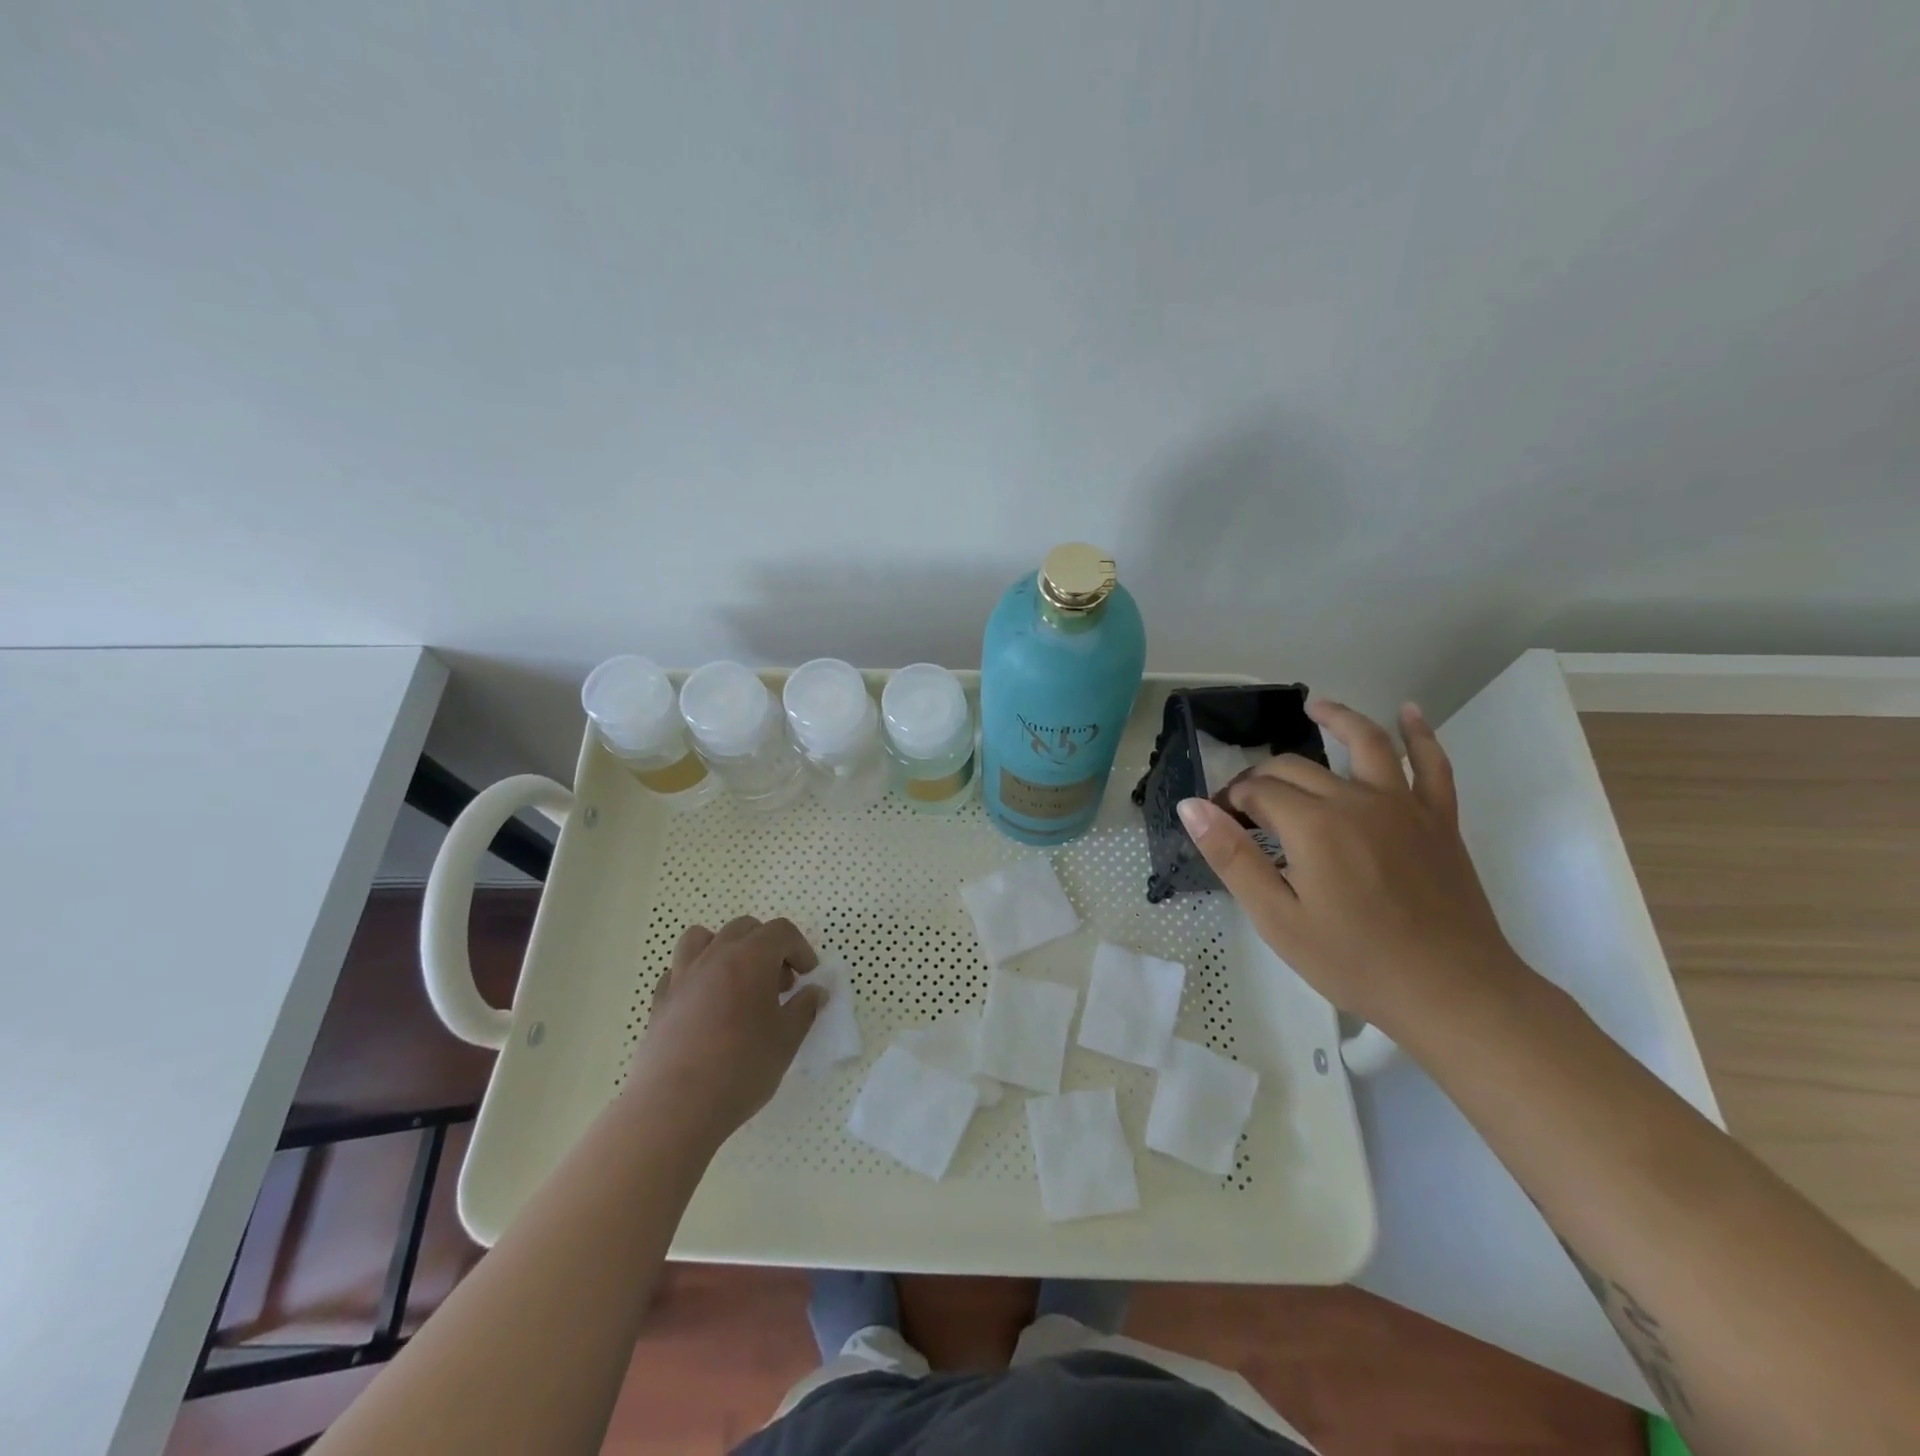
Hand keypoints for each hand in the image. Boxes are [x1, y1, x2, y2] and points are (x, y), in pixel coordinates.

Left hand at [627, 916, 823, 1142]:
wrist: (675, 1107)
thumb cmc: (741, 1068)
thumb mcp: (787, 1039)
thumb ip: (805, 1008)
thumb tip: (815, 991)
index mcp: (750, 958)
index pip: (781, 931)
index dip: (800, 948)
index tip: (807, 976)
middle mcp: (714, 956)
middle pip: (744, 928)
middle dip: (767, 947)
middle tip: (779, 984)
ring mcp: (682, 976)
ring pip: (703, 938)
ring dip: (725, 949)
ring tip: (737, 981)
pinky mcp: (660, 1001)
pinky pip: (679, 971)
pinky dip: (696, 977)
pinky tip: (705, 1005)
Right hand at [1177, 700, 1525, 1033]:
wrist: (1453, 994)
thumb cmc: (1355, 962)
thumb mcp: (1277, 918)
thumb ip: (1231, 856)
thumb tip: (1191, 806)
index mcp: (1313, 825)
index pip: (1258, 791)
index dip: (1231, 801)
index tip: (1220, 822)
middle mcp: (1356, 800)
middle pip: (1297, 768)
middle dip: (1262, 776)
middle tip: (1245, 804)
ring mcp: (1403, 805)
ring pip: (1366, 743)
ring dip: (1338, 718)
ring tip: (1315, 706)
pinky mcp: (1438, 819)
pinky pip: (1433, 765)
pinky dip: (1421, 734)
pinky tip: (1409, 711)